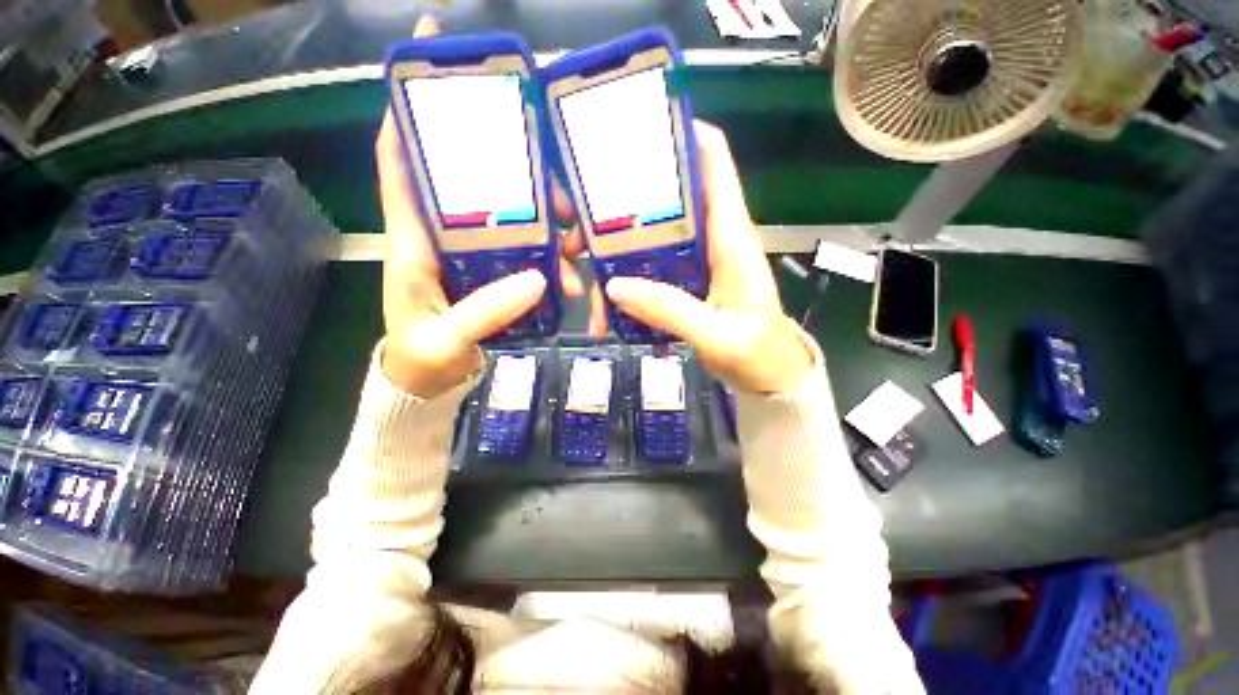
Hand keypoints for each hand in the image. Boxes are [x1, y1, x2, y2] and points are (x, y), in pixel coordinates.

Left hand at [375, 16, 589, 397]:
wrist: (429, 382)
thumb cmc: (420, 357)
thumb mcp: (445, 338)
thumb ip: (485, 311)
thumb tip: (536, 280)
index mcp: (412, 240)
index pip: (401, 163)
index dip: (407, 114)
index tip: (429, 72)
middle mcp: (443, 237)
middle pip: (477, 186)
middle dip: (519, 177)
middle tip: (562, 189)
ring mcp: (472, 256)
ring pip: (511, 221)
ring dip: (547, 226)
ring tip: (576, 244)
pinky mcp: (493, 274)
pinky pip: (525, 254)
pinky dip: (550, 259)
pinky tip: (570, 273)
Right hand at [602, 122, 813, 393]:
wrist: (769, 377)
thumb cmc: (760, 353)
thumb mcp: (719, 336)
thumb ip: (673, 310)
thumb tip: (615, 285)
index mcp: (729, 235)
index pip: (711, 160)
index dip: (678, 132)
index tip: (630, 129)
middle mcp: (708, 238)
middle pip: (660, 200)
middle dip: (615, 205)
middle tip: (573, 221)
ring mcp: (691, 263)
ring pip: (643, 242)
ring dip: (610, 256)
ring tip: (581, 283)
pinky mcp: (680, 285)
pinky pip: (644, 275)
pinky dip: (622, 289)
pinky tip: (606, 314)